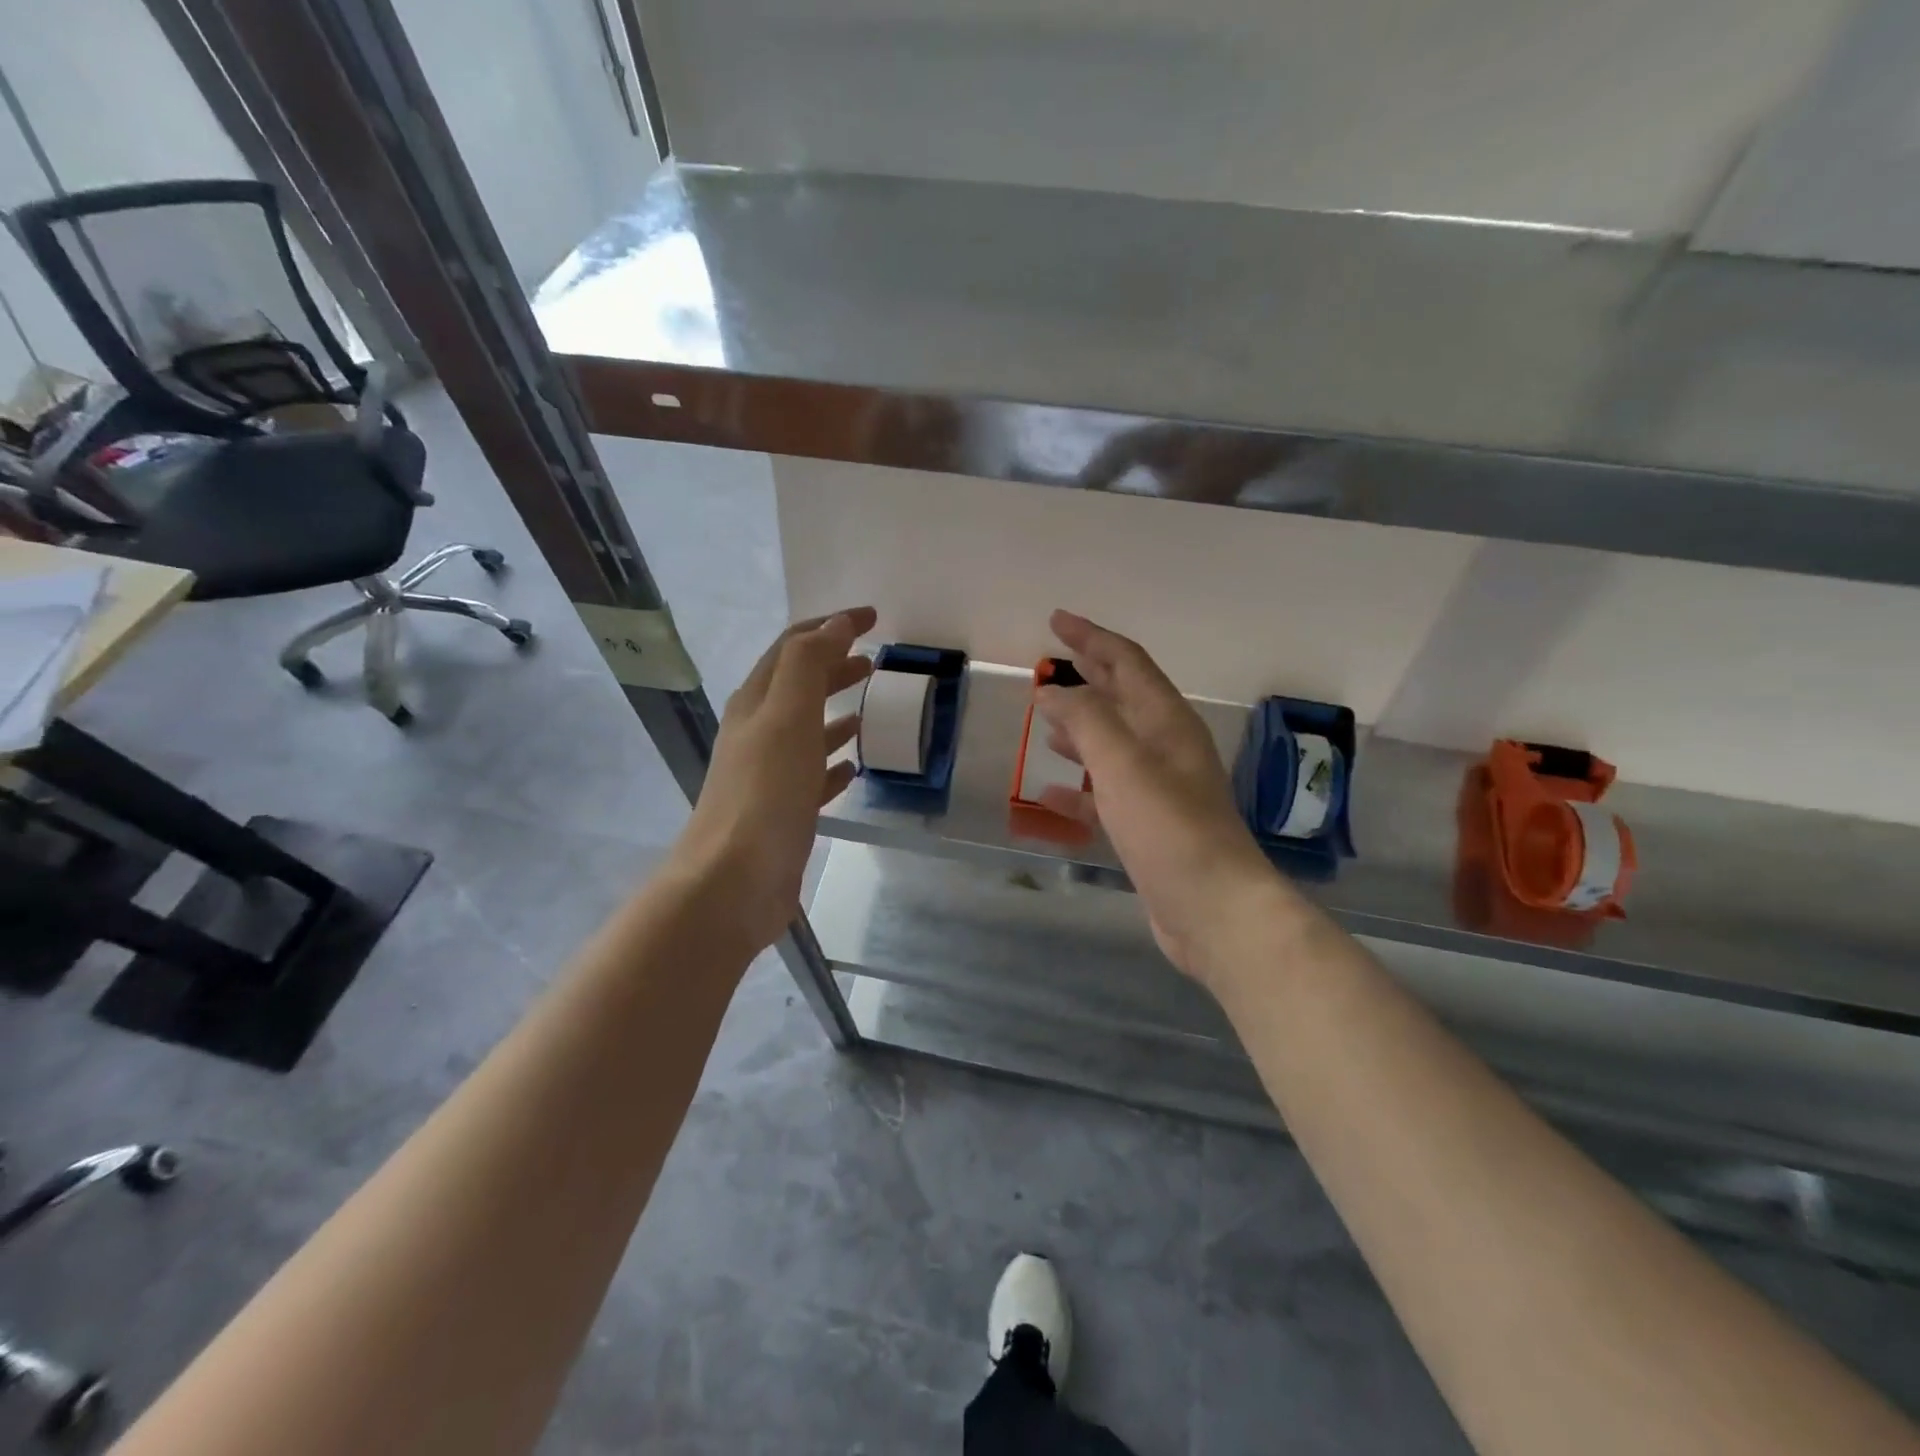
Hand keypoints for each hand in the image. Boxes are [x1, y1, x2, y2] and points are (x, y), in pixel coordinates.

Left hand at [672, 608, 876, 955]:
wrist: (733, 882)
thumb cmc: (764, 793)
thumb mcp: (787, 717)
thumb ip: (809, 666)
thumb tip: (834, 626)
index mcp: (756, 703)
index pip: (792, 647)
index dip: (829, 626)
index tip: (872, 619)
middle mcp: (757, 733)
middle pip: (798, 686)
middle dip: (833, 665)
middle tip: (874, 661)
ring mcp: (768, 774)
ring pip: (806, 730)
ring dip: (833, 712)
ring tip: (867, 707)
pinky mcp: (783, 812)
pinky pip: (812, 775)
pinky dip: (832, 762)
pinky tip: (852, 766)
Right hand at [1035, 610, 1284, 983]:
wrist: (1214, 910)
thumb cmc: (1169, 828)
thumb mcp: (1123, 764)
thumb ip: (1085, 720)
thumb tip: (1052, 690)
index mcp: (1166, 721)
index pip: (1127, 662)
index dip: (1092, 637)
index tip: (1056, 620)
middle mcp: (1166, 747)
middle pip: (1123, 697)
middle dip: (1088, 674)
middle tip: (1050, 661)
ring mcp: (1159, 788)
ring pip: (1113, 743)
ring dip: (1081, 726)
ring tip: (1046, 717)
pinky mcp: (1148, 826)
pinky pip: (1105, 792)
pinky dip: (1078, 786)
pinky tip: (1048, 792)